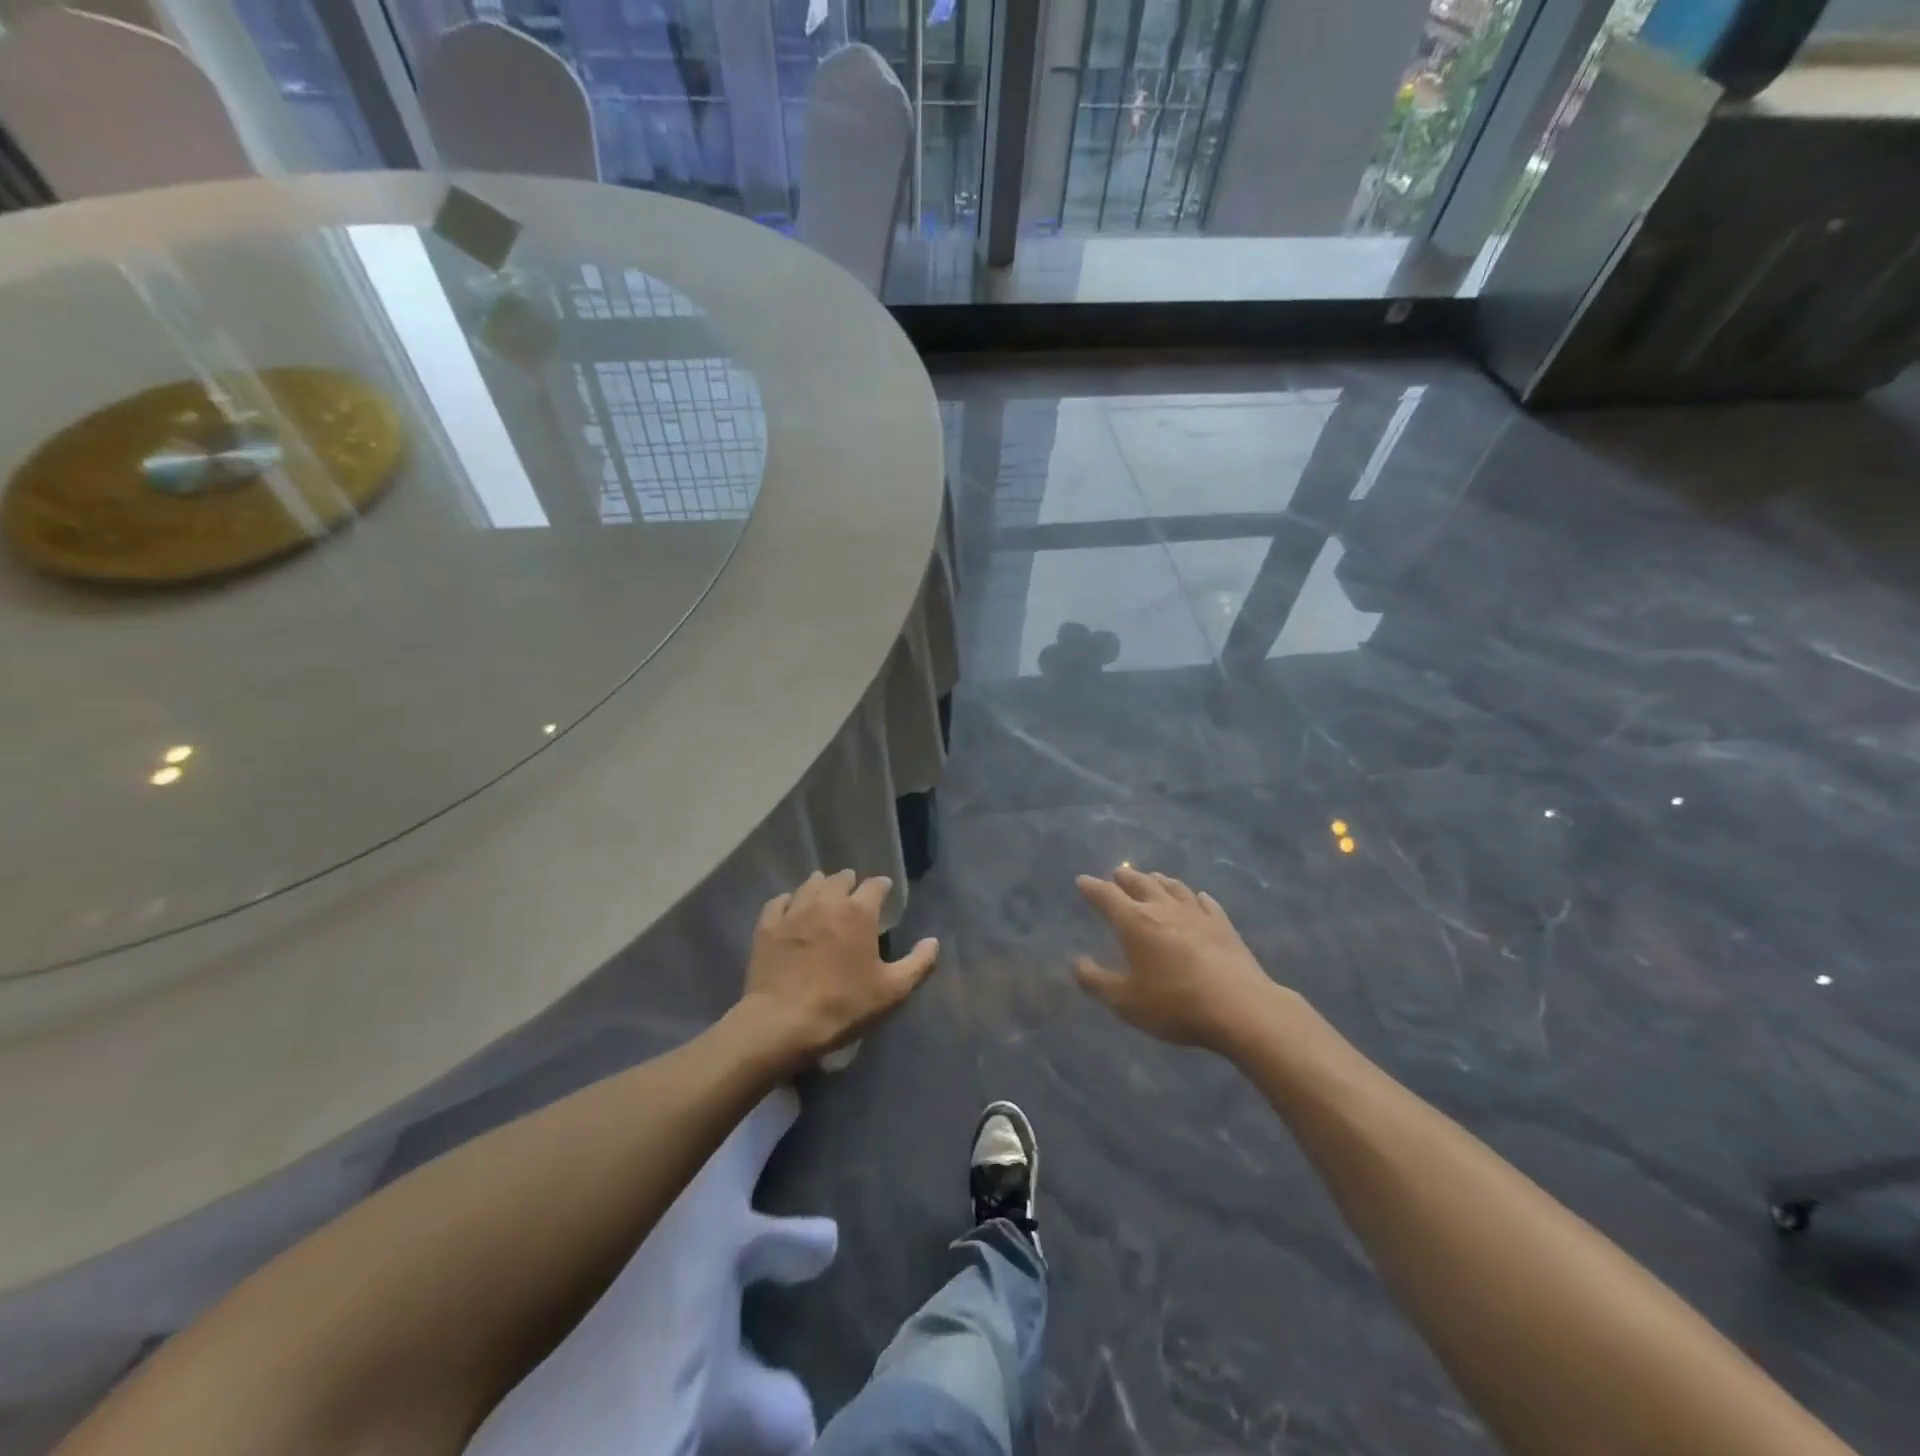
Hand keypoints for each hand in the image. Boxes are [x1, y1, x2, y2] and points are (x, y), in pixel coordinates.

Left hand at [737, 870, 938, 1066]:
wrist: (782, 1022)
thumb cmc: (843, 1005)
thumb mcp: (892, 991)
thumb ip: (919, 963)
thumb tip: (933, 942)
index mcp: (859, 911)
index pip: (875, 885)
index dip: (882, 887)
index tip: (884, 894)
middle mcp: (827, 900)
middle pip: (841, 878)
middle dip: (850, 883)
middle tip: (854, 897)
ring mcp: (794, 910)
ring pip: (810, 884)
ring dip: (821, 886)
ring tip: (825, 896)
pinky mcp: (768, 924)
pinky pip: (780, 900)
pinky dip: (790, 901)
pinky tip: (792, 909)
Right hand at [1074, 867, 1281, 1052]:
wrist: (1240, 1008)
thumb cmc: (1175, 1004)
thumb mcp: (1125, 1001)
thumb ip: (1096, 981)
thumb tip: (1076, 962)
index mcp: (1135, 922)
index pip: (1107, 896)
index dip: (1092, 888)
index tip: (1082, 881)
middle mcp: (1163, 908)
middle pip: (1141, 883)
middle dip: (1126, 877)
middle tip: (1117, 874)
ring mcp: (1197, 914)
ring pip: (1173, 887)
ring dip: (1159, 880)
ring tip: (1152, 877)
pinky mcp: (1223, 925)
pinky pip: (1206, 903)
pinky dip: (1196, 897)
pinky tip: (1198, 897)